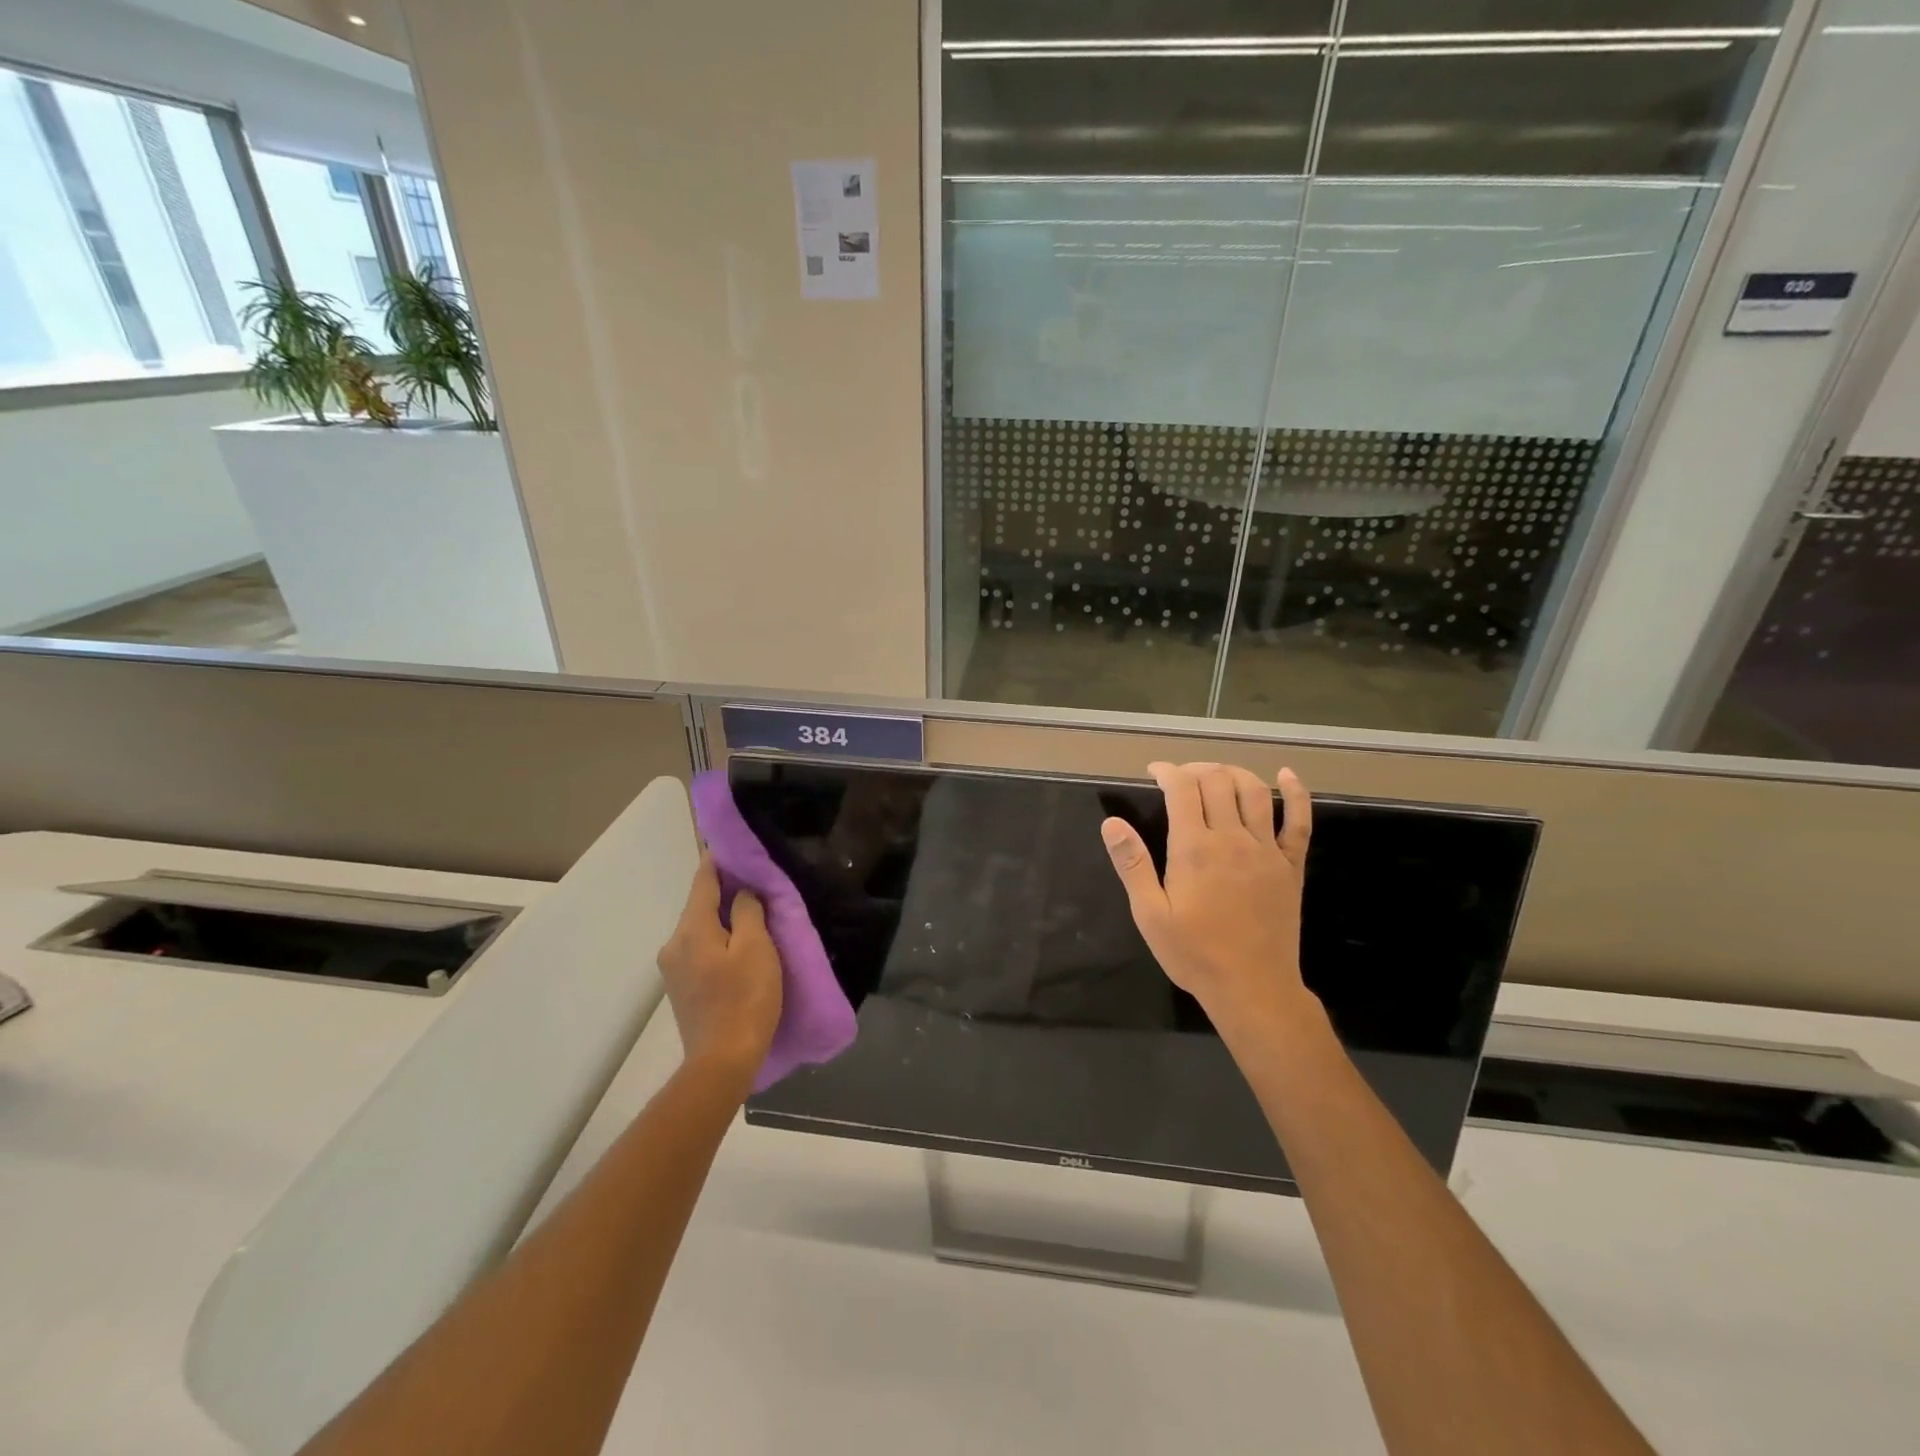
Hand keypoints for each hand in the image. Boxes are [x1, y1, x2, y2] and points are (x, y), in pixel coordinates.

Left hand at [657, 854, 782, 1085]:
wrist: (722, 1063)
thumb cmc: (745, 999)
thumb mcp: (757, 948)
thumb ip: (748, 911)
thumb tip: (743, 892)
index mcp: (691, 929)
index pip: (703, 880)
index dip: (718, 859)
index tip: (734, 844)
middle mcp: (674, 944)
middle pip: (700, 905)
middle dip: (726, 891)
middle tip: (757, 882)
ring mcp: (674, 970)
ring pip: (701, 930)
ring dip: (724, 919)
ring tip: (754, 916)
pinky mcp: (682, 990)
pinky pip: (701, 951)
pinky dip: (719, 942)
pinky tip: (740, 949)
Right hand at [1101, 762, 1318, 1039]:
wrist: (1253, 988)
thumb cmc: (1194, 954)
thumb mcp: (1150, 914)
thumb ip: (1132, 864)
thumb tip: (1112, 822)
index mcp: (1195, 848)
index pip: (1182, 788)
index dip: (1167, 771)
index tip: (1154, 772)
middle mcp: (1232, 838)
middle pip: (1218, 781)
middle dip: (1195, 769)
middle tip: (1180, 778)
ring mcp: (1266, 850)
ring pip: (1255, 791)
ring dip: (1234, 772)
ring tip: (1216, 775)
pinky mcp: (1291, 865)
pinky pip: (1299, 821)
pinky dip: (1296, 793)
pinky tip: (1286, 776)